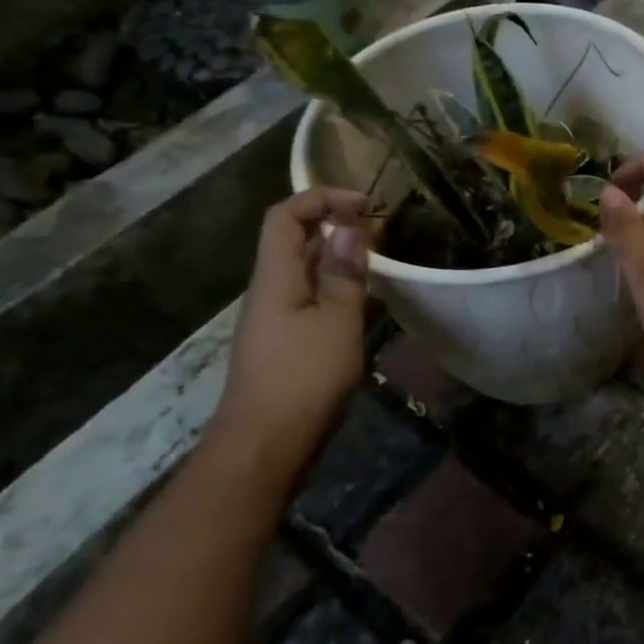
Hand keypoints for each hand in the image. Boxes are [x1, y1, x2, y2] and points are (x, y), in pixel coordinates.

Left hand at [209, 189, 372, 492]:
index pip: (285, 216)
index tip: (365, 205)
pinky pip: (308, 299)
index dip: (321, 198)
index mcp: (275, 276)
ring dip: (337, 259)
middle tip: (378, 234)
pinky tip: (362, 306)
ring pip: (303, 271)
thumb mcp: (337, 321)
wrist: (265, 444)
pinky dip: (335, 289)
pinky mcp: (283, 344)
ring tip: (377, 266)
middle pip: (293, 241)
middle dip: (334, 226)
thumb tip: (347, 229)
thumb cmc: (304, 378)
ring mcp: (273, 319)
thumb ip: (343, 274)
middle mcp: (268, 290)